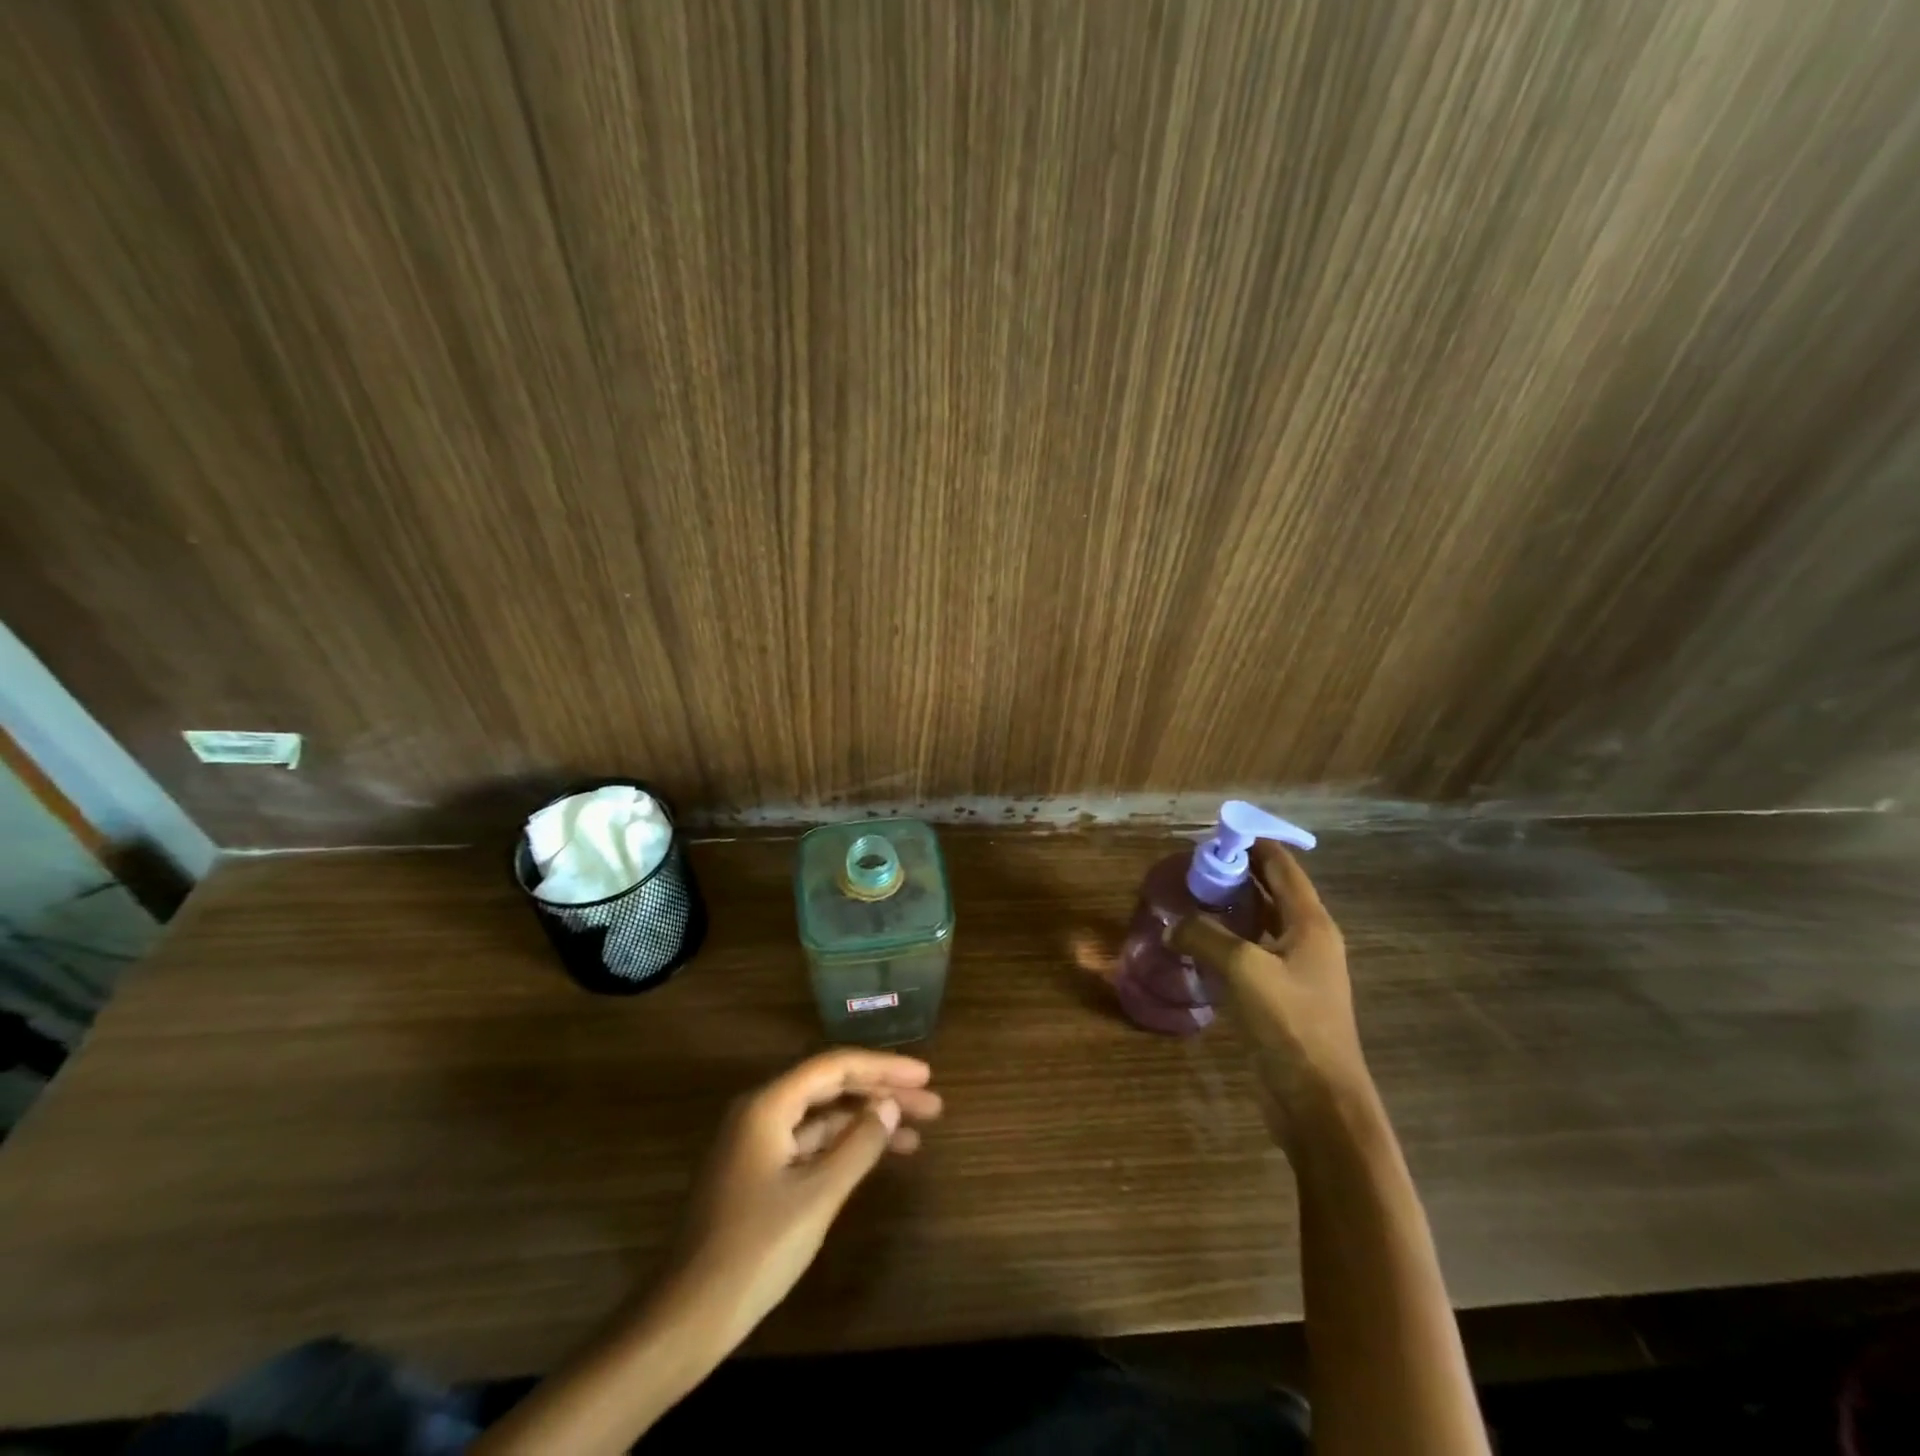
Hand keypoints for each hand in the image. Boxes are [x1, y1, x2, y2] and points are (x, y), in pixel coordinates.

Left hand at [666, 1049, 942, 1347]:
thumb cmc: (755, 1250)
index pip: (835, 1066)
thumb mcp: (817, 1196)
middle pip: (831, 1087)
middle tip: (932, 1104)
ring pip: (823, 1116)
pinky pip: (810, 1143)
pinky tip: (875, 1156)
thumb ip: (858, 1145)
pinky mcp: (759, 1171)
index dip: (883, 1067)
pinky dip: (844, 1146)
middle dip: (881, 1092)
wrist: (687, 1318)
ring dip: (866, 1121)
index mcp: (768, 1105)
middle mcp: (761, 1111)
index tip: (925, 1076)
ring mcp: (758, 1142)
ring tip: (916, 1132)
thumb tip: (890, 1105)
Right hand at [1168, 843, 1368, 1151]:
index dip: (1252, 844)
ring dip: (1232, 907)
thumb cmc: (1291, 1026)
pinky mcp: (1282, 998)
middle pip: (1273, 891)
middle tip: (1195, 866)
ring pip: (1262, 924)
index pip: (1282, 866)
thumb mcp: (1243, 970)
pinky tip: (1200, 944)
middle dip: (1238, 873)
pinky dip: (1230, 940)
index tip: (1215, 834)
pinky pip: (1253, 954)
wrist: (1319, 1102)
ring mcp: (1298, 971)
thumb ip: (1204, 936)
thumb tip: (1172, 926)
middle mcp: (1309, 940)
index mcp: (1311, 924)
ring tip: (1192, 897)